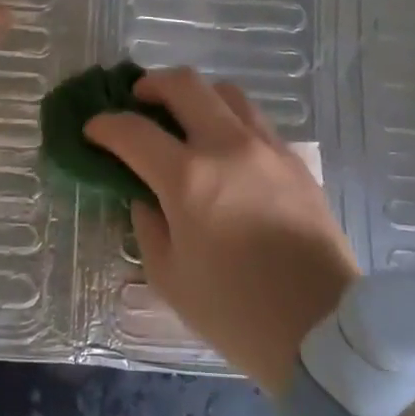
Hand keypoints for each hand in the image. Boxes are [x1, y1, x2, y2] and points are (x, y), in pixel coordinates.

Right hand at [85, 69, 361, 393]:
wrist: (322, 330)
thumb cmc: (234, 312)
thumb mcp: (168, 276)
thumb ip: (147, 226)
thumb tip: (146, 198)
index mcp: (188, 179)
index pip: (133, 132)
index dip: (104, 125)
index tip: (92, 131)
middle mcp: (228, 148)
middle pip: (185, 85)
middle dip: (151, 85)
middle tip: (137, 102)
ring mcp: (268, 150)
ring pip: (228, 94)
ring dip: (196, 97)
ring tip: (183, 120)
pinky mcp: (296, 163)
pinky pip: (256, 122)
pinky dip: (229, 121)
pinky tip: (222, 151)